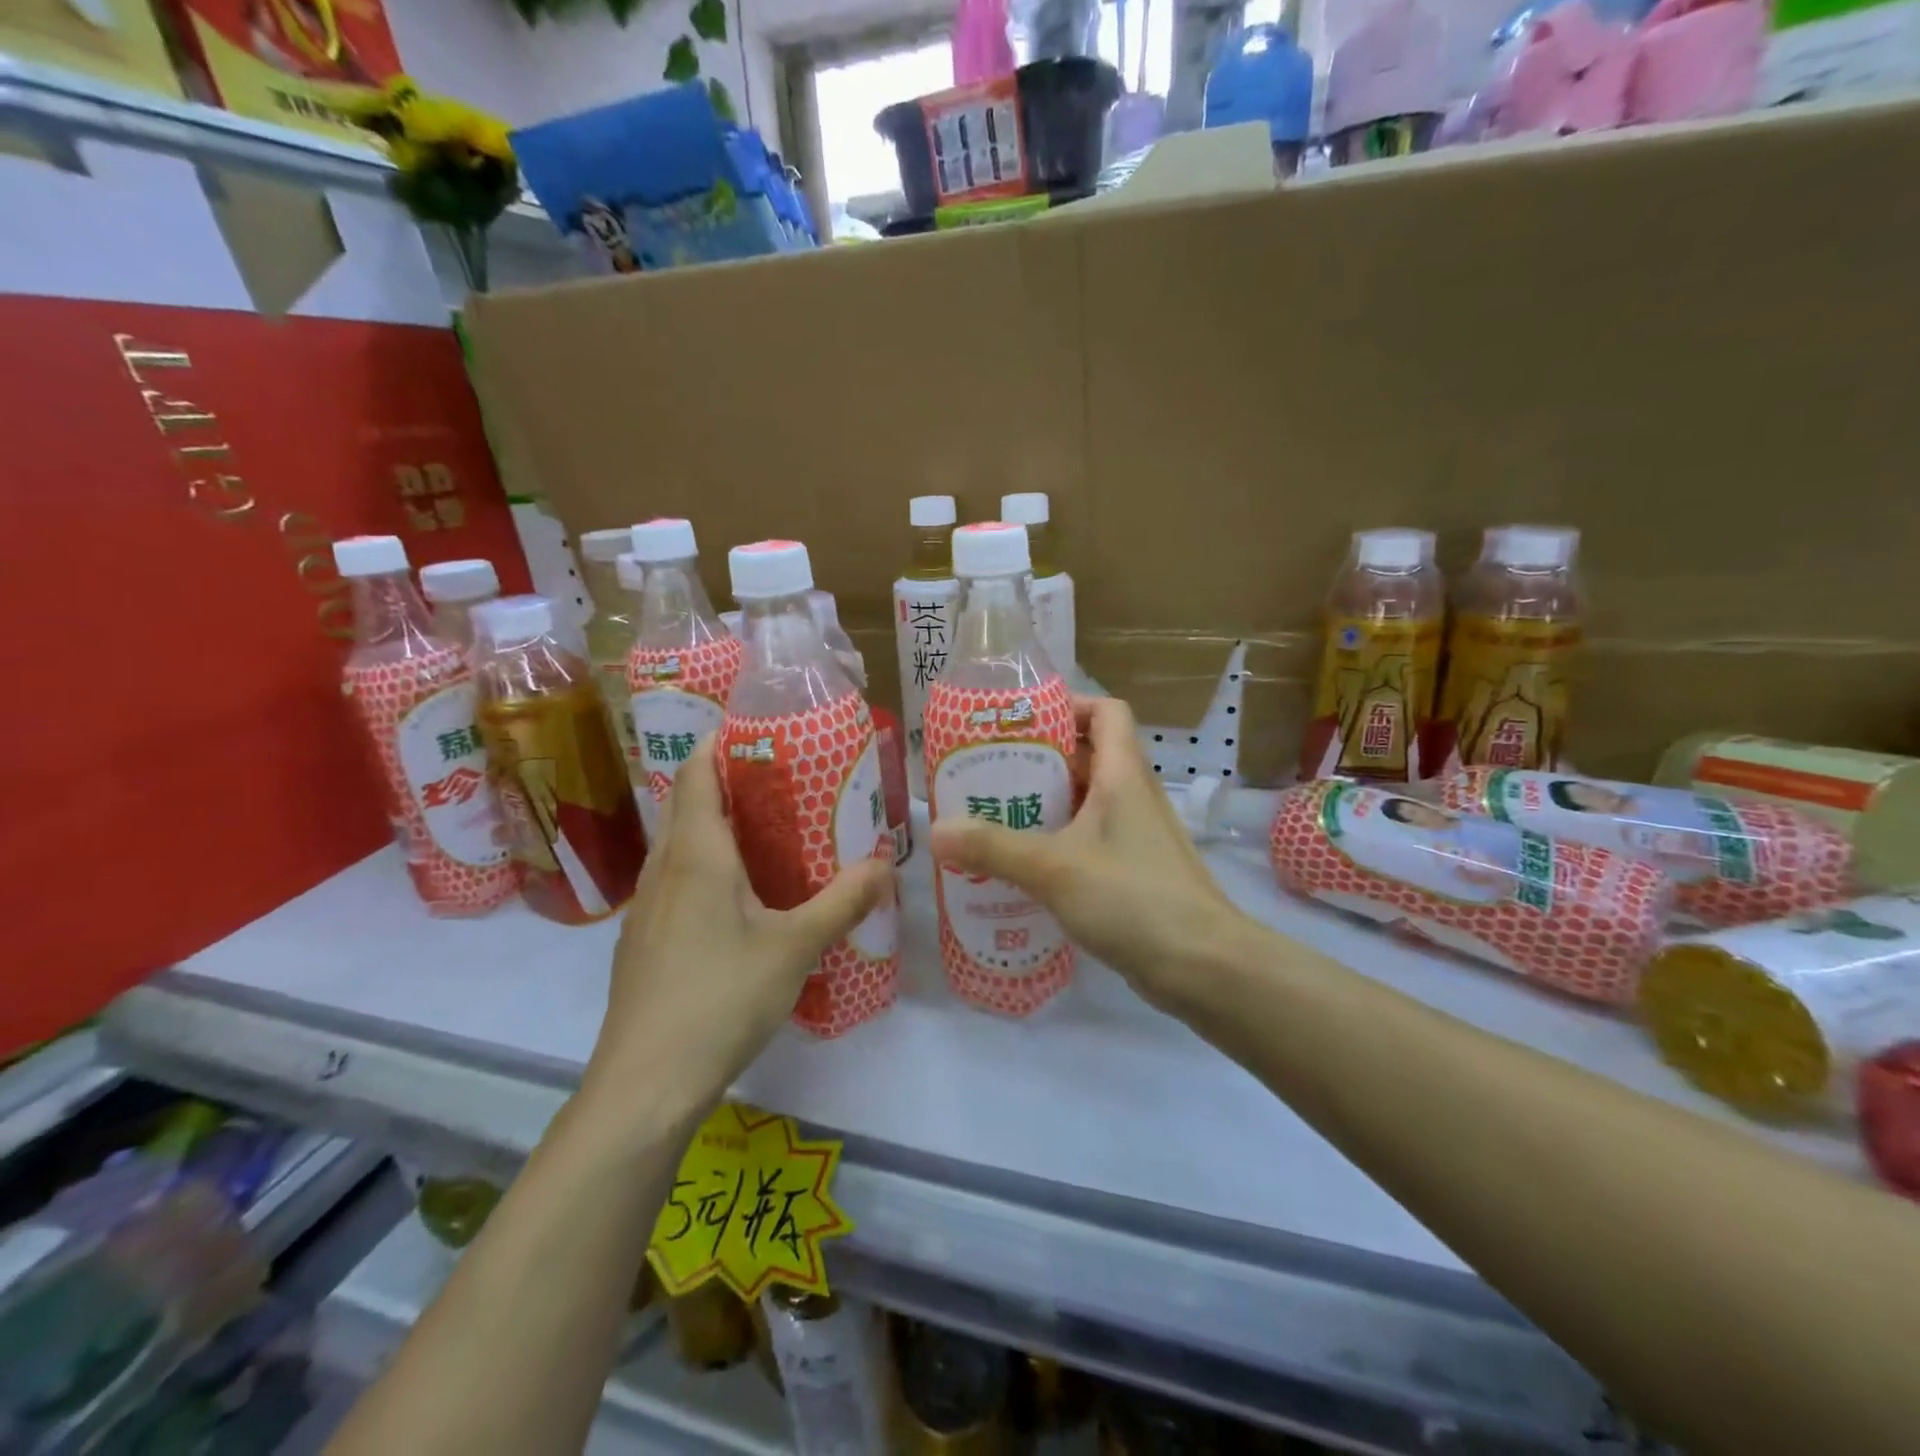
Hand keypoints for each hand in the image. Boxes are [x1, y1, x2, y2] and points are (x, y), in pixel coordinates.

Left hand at [585, 736, 892, 1110]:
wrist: (644, 1084)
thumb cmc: (720, 998)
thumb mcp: (795, 947)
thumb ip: (843, 902)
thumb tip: (885, 865)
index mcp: (696, 854)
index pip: (695, 773)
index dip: (719, 743)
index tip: (758, 731)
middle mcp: (663, 869)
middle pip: (686, 803)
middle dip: (726, 782)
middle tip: (781, 782)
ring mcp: (646, 908)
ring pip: (679, 845)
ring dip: (715, 827)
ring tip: (767, 833)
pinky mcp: (644, 941)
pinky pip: (675, 881)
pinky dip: (705, 867)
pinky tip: (739, 900)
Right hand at [928, 696, 1254, 1016]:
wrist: (1203, 965)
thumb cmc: (1131, 898)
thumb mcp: (1053, 868)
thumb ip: (993, 847)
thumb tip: (935, 830)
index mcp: (1123, 774)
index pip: (1105, 711)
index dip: (1068, 706)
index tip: (1020, 724)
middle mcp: (1134, 796)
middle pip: (1089, 755)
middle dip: (1040, 759)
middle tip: (989, 774)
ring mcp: (1137, 836)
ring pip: (1088, 801)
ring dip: (1047, 803)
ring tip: (996, 817)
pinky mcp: (1135, 871)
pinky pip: (1092, 839)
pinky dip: (1060, 841)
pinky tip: (1025, 866)